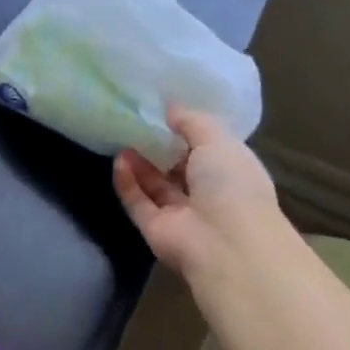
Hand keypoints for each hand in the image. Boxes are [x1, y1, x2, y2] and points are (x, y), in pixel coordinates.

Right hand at [113, 108, 282, 282]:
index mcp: (231, 171)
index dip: (187, 131)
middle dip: (159, 147)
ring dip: (140, 163)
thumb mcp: (217, 139)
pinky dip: (127, 183)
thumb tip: (170, 107)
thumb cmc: (231, 184)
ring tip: (122, 138)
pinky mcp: (154, 228)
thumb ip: (192, 121)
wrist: (223, 242)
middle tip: (137, 122)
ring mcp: (179, 213)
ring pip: (155, 185)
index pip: (208, 149)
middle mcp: (207, 193)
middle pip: (178, 168)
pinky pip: (137, 202)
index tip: (164, 111)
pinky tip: (118, 161)